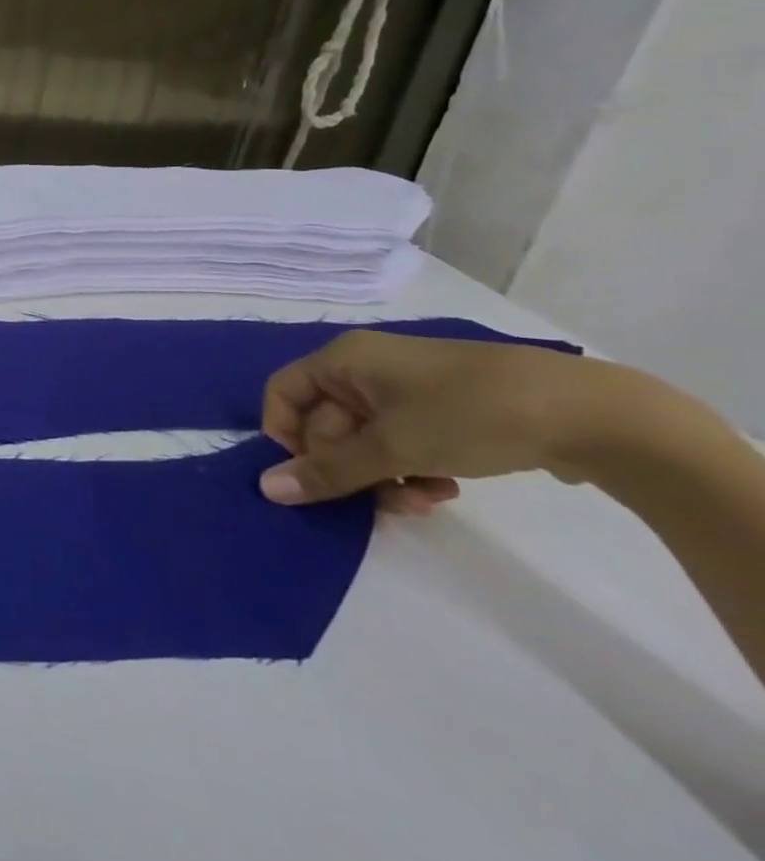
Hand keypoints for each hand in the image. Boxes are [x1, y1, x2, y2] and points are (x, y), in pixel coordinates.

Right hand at [256, 330, 644, 513]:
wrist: (592, 413)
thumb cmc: (470, 414)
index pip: (283, 394)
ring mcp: (405, 390)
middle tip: (383, 500)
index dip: (286, 437)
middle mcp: (366, 368)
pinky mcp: (441, 410)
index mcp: (343, 360)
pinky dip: (412, 469)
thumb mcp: (393, 447)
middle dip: (350, 468)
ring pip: (364, 440)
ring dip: (382, 477)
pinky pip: (400, 442)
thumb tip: (267, 489)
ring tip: (423, 500)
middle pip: (325, 423)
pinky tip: (445, 489)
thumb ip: (328, 471)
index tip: (315, 476)